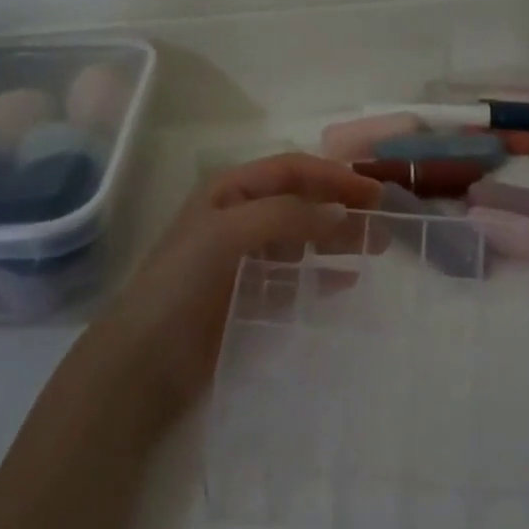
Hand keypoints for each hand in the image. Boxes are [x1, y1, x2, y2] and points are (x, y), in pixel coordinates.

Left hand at [90, 153, 381, 419]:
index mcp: (229, 192)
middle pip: (300, 202)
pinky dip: (322, 274)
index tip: (374, 192)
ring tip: (376, 249)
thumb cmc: (182, 283)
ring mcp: (245, 258)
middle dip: (341, 206)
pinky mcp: (249, 295)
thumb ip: (286, 216)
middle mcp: (239, 218)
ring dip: (337, 239)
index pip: (291, 170)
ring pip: (302, 238)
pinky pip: (295, 276)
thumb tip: (341, 213)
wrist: (145, 359)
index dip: (333, 175)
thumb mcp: (228, 233)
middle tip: (382, 223)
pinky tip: (348, 281)